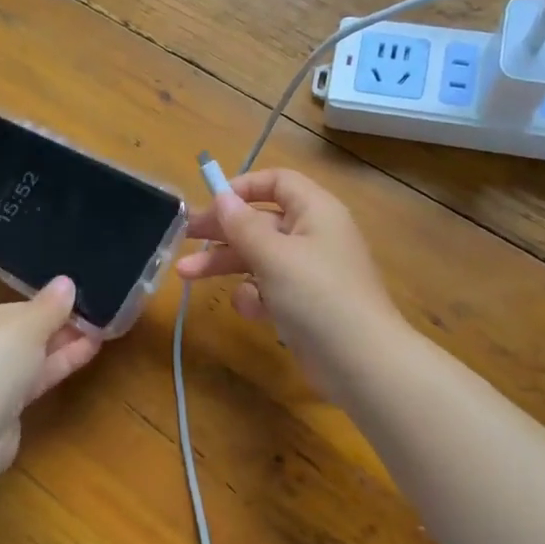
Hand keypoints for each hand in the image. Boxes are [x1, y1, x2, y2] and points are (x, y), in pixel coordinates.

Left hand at [0, 255, 102, 470]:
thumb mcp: (27, 325)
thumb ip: (50, 304)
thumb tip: (66, 284)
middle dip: (29, 304)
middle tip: (62, 292)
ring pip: (18, 345)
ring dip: (52, 334)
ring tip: (91, 320)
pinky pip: (28, 372)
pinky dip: (55, 361)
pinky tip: (91, 349)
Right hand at [176, 169, 400, 395]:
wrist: (361, 362)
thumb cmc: (318, 296)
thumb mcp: (274, 255)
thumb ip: (243, 225)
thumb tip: (222, 197)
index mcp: (315, 211)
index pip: (278, 182)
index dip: (243, 187)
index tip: (211, 203)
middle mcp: (312, 235)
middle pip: (259, 222)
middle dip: (221, 230)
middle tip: (183, 236)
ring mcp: (307, 272)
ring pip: (258, 257)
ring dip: (224, 264)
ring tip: (185, 274)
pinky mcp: (302, 304)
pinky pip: (269, 289)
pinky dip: (255, 297)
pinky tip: (252, 310)